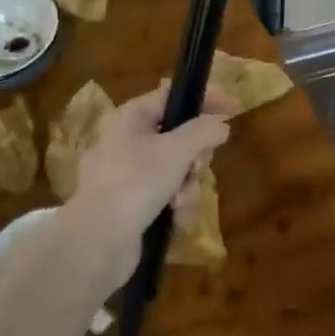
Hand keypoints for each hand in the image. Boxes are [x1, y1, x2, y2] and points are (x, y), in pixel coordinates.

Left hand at [64, 86, 235, 289]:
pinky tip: (175, 218)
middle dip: (195, 155)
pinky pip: (164, 195)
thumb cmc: (137, 182)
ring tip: (180, 202)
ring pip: (175, 170)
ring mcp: (126, 175)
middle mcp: (125, 141)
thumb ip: (204, 131)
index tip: (235, 110)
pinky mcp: (129, 205)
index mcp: (130, 117)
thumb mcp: (177, 150)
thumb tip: (221, 125)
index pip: (172, 96)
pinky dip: (174, 205)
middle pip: (177, 136)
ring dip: (187, 186)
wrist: (99, 240)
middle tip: (198, 167)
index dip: (205, 100)